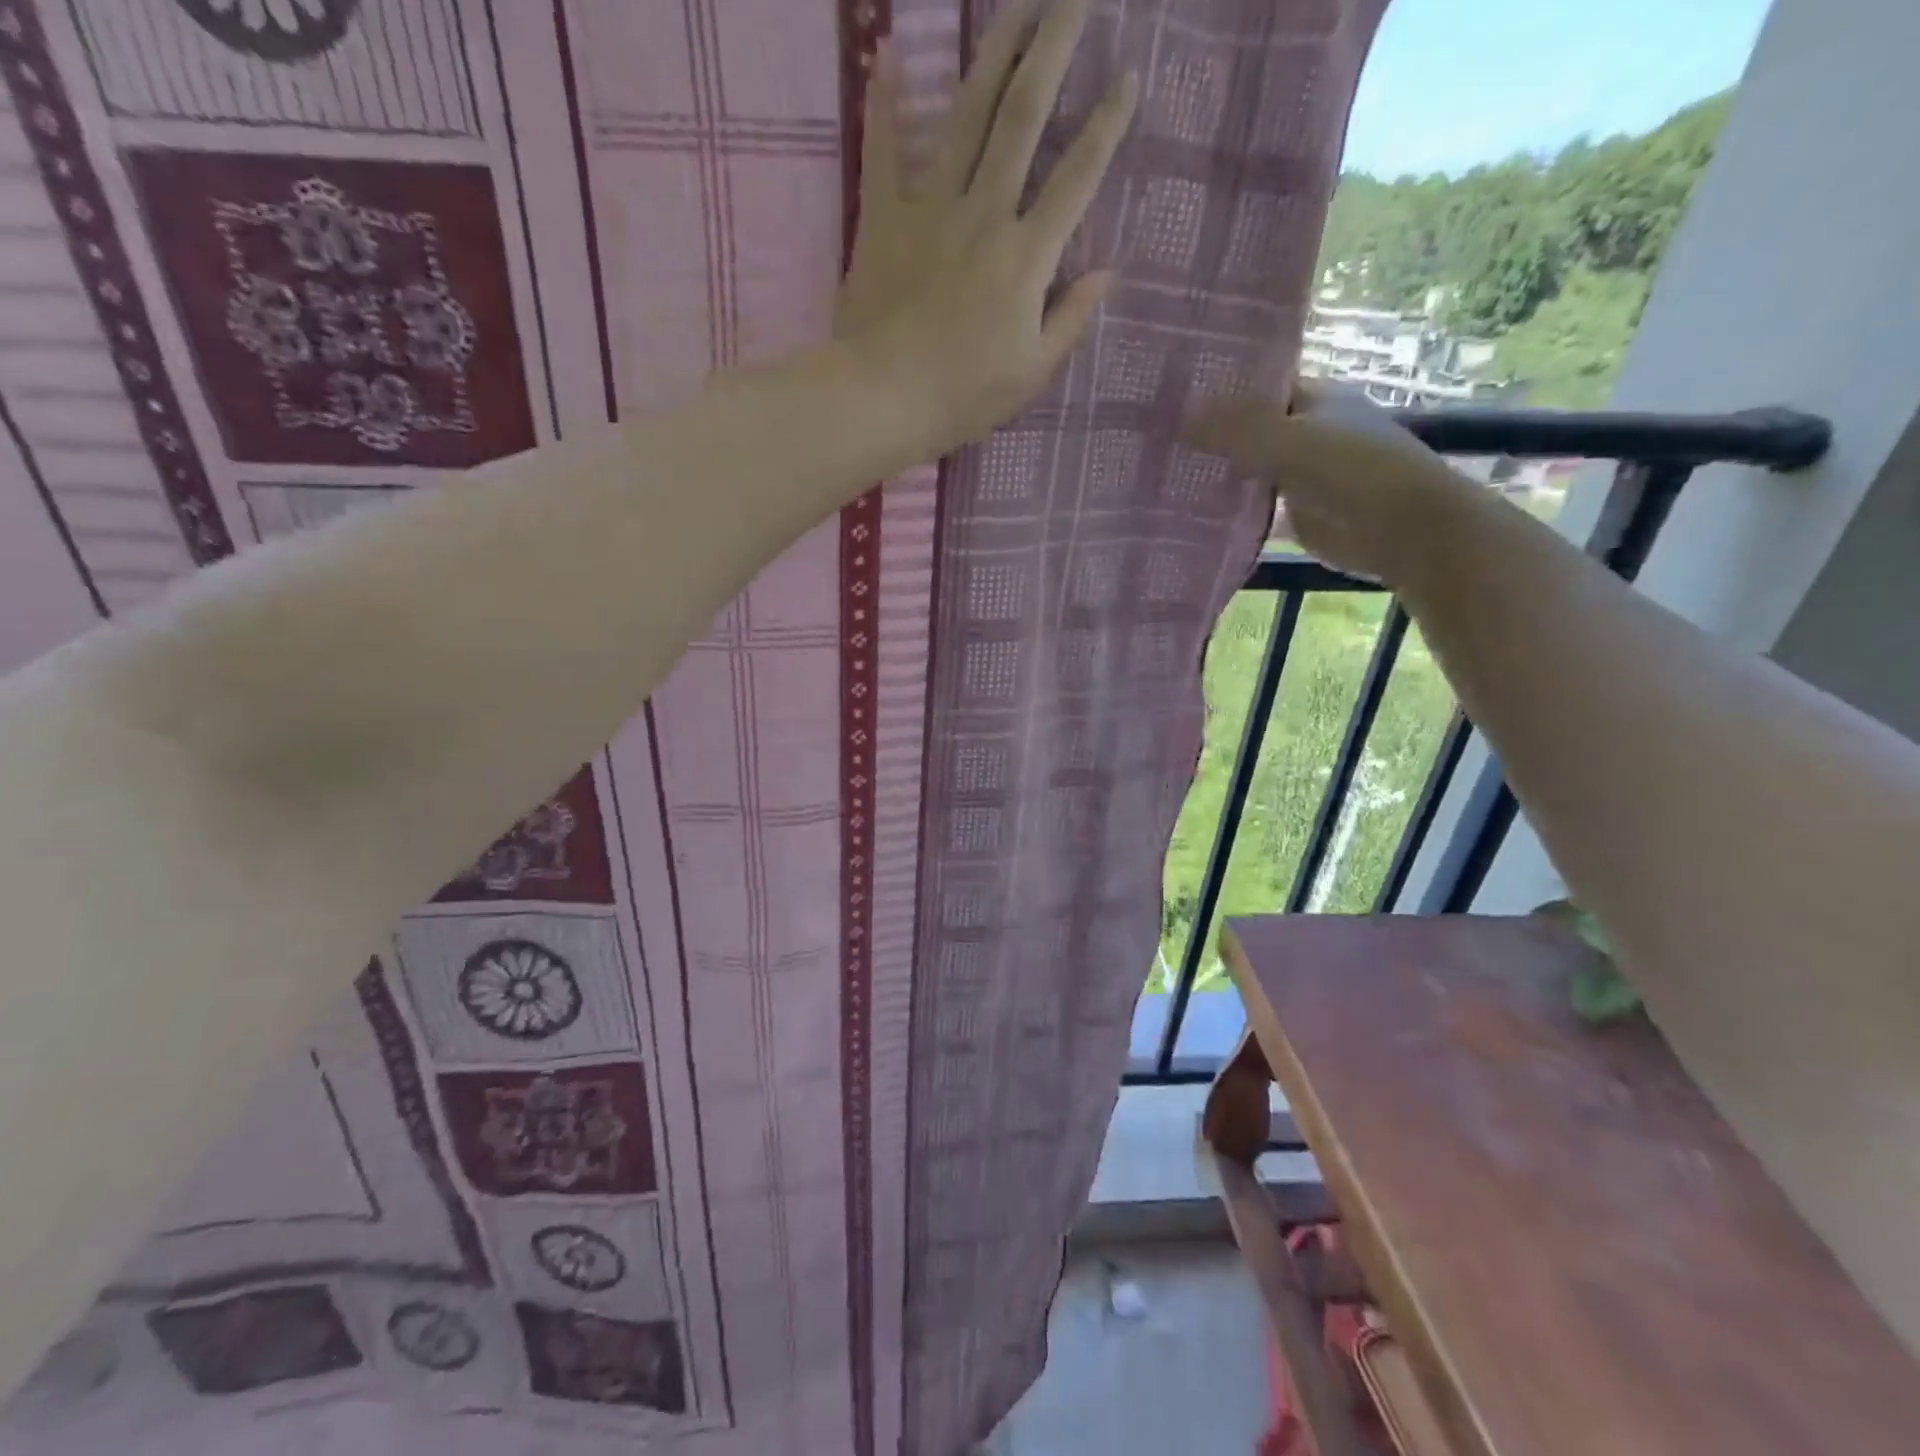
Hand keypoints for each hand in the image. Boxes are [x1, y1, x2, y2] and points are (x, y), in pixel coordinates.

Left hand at [836, 0, 1136, 458]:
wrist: (885, 399)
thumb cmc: (964, 396)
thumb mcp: (1031, 372)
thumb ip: (1070, 319)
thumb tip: (1107, 273)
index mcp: (1026, 257)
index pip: (1077, 178)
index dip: (1107, 126)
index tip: (1128, 75)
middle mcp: (985, 214)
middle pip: (1024, 117)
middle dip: (1054, 48)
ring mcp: (931, 209)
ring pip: (966, 116)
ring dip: (993, 52)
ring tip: (1017, 2)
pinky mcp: (883, 218)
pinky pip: (883, 149)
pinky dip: (885, 100)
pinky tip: (891, 50)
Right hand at [1180, 381, 1485, 583]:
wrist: (1402, 530)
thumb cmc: (1355, 471)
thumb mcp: (1291, 442)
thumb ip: (1237, 429)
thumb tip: (1178, 415)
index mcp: (1311, 397)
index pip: (1253, 385)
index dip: (1214, 389)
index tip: (1166, 398)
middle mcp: (1303, 430)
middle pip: (1244, 428)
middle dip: (1205, 434)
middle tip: (1149, 439)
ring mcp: (1297, 473)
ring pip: (1245, 467)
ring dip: (1211, 472)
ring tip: (1156, 472)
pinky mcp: (1293, 512)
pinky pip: (1250, 504)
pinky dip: (1224, 507)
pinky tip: (1185, 510)